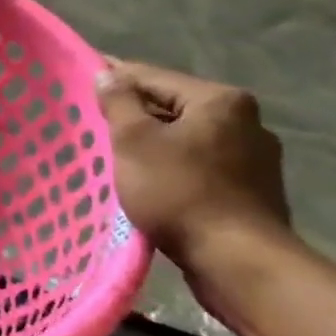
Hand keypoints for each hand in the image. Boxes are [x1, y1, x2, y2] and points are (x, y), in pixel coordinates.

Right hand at [95, 60, 291, 274]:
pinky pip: (200, 164)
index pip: (153, 77)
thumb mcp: (134, 141)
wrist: (236, 261)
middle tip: (94, 124)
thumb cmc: (179, 191)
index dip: (113, 78)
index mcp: (220, 100)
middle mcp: (246, 121)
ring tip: (118, 155)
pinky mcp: (253, 189)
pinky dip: (174, 166)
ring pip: (187, 137)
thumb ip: (118, 102)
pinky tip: (152, 181)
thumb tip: (107, 74)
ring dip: (154, 142)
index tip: (80, 81)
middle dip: (135, 114)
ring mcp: (255, 157)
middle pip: (173, 106)